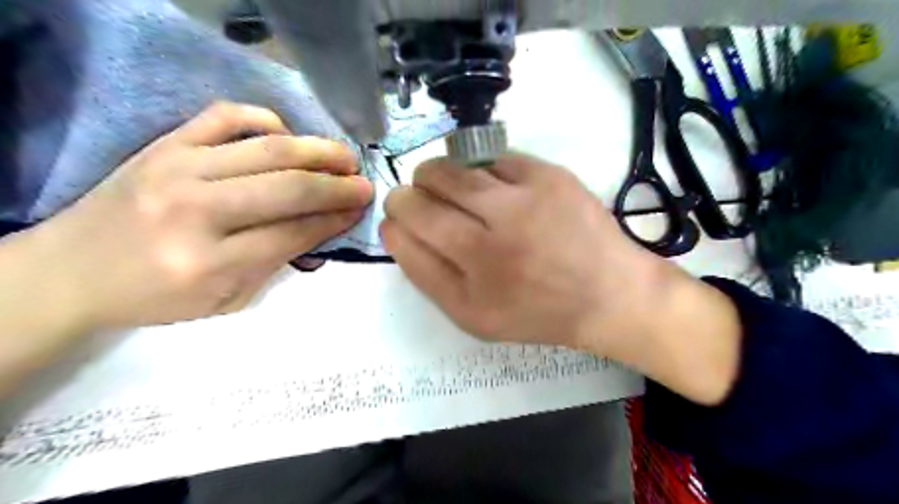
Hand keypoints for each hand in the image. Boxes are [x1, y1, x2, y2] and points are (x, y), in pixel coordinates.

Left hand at [24, 103, 371, 329]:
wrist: (69, 271)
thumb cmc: (155, 296)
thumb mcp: (225, 300)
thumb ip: (276, 262)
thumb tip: (324, 225)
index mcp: (208, 263)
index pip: (293, 233)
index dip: (335, 220)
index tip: (360, 210)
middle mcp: (194, 211)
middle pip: (289, 188)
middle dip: (338, 186)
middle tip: (364, 184)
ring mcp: (176, 168)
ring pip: (269, 149)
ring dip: (318, 151)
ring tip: (345, 157)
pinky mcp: (164, 144)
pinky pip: (225, 116)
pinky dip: (265, 119)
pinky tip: (287, 135)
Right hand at [382, 154, 741, 405]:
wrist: (608, 294)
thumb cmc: (536, 311)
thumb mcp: (474, 316)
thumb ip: (427, 276)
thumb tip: (396, 229)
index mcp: (473, 278)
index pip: (408, 229)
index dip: (395, 217)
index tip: (398, 217)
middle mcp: (495, 236)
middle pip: (424, 194)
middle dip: (409, 193)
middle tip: (419, 199)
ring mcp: (525, 199)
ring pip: (454, 169)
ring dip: (438, 175)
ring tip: (448, 188)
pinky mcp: (549, 175)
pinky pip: (493, 159)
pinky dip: (480, 170)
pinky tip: (490, 187)